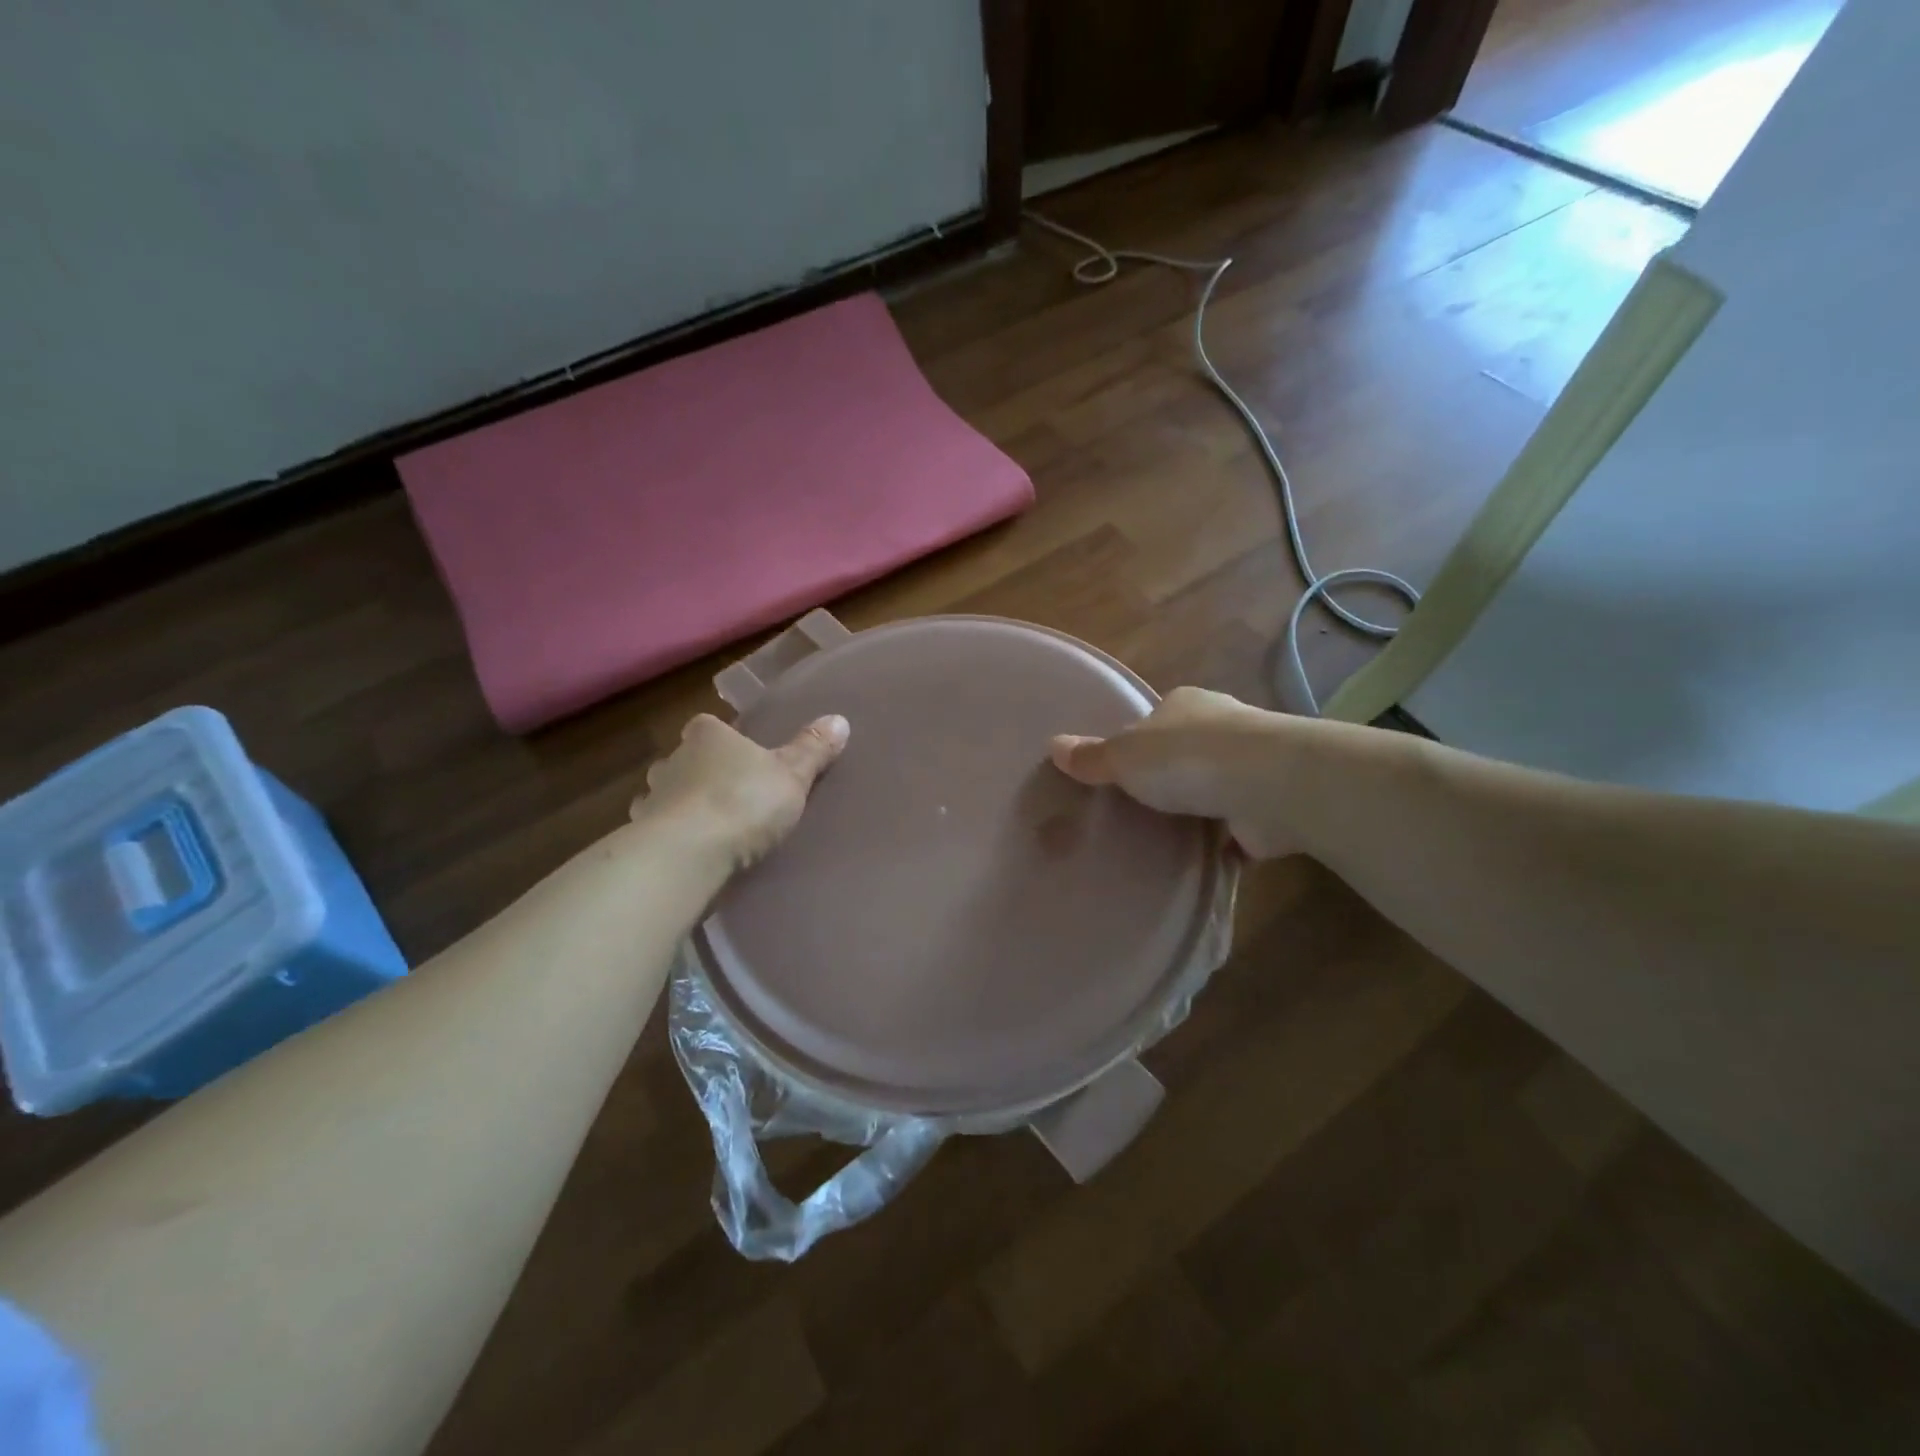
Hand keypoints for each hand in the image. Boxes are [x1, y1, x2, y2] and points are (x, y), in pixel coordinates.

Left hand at [633, 712, 849, 869]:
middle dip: (700, 773)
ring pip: (665, 796)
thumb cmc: (744, 801)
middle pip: (684, 760)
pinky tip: (690, 855)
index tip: (739, 753)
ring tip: (708, 828)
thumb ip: (812, 749)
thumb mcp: (792, 774)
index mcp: (707, 737)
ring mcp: (652, 800)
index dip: (722, 737)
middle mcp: (672, 760)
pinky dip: (672, 839)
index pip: (707, 725)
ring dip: (680, 807)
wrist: (689, 854)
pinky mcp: (643, 838)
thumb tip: (839, 719)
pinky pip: (658, 833)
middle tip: (728, 793)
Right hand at [1050, 687, 1302, 857]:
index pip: (1156, 719)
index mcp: (1185, 705)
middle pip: (1186, 751)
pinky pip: (1238, 825)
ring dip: (1199, 807)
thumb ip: (1092, 757)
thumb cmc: (1185, 759)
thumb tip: (1053, 745)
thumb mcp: (1124, 757)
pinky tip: (1202, 859)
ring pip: (1215, 786)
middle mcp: (1223, 727)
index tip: (1121, 771)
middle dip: (1169, 775)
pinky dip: (1224, 840)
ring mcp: (1251, 766)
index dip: (1138, 742)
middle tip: (1140, 808)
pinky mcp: (1269, 806)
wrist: (1268, 785)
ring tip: (1166, 836)